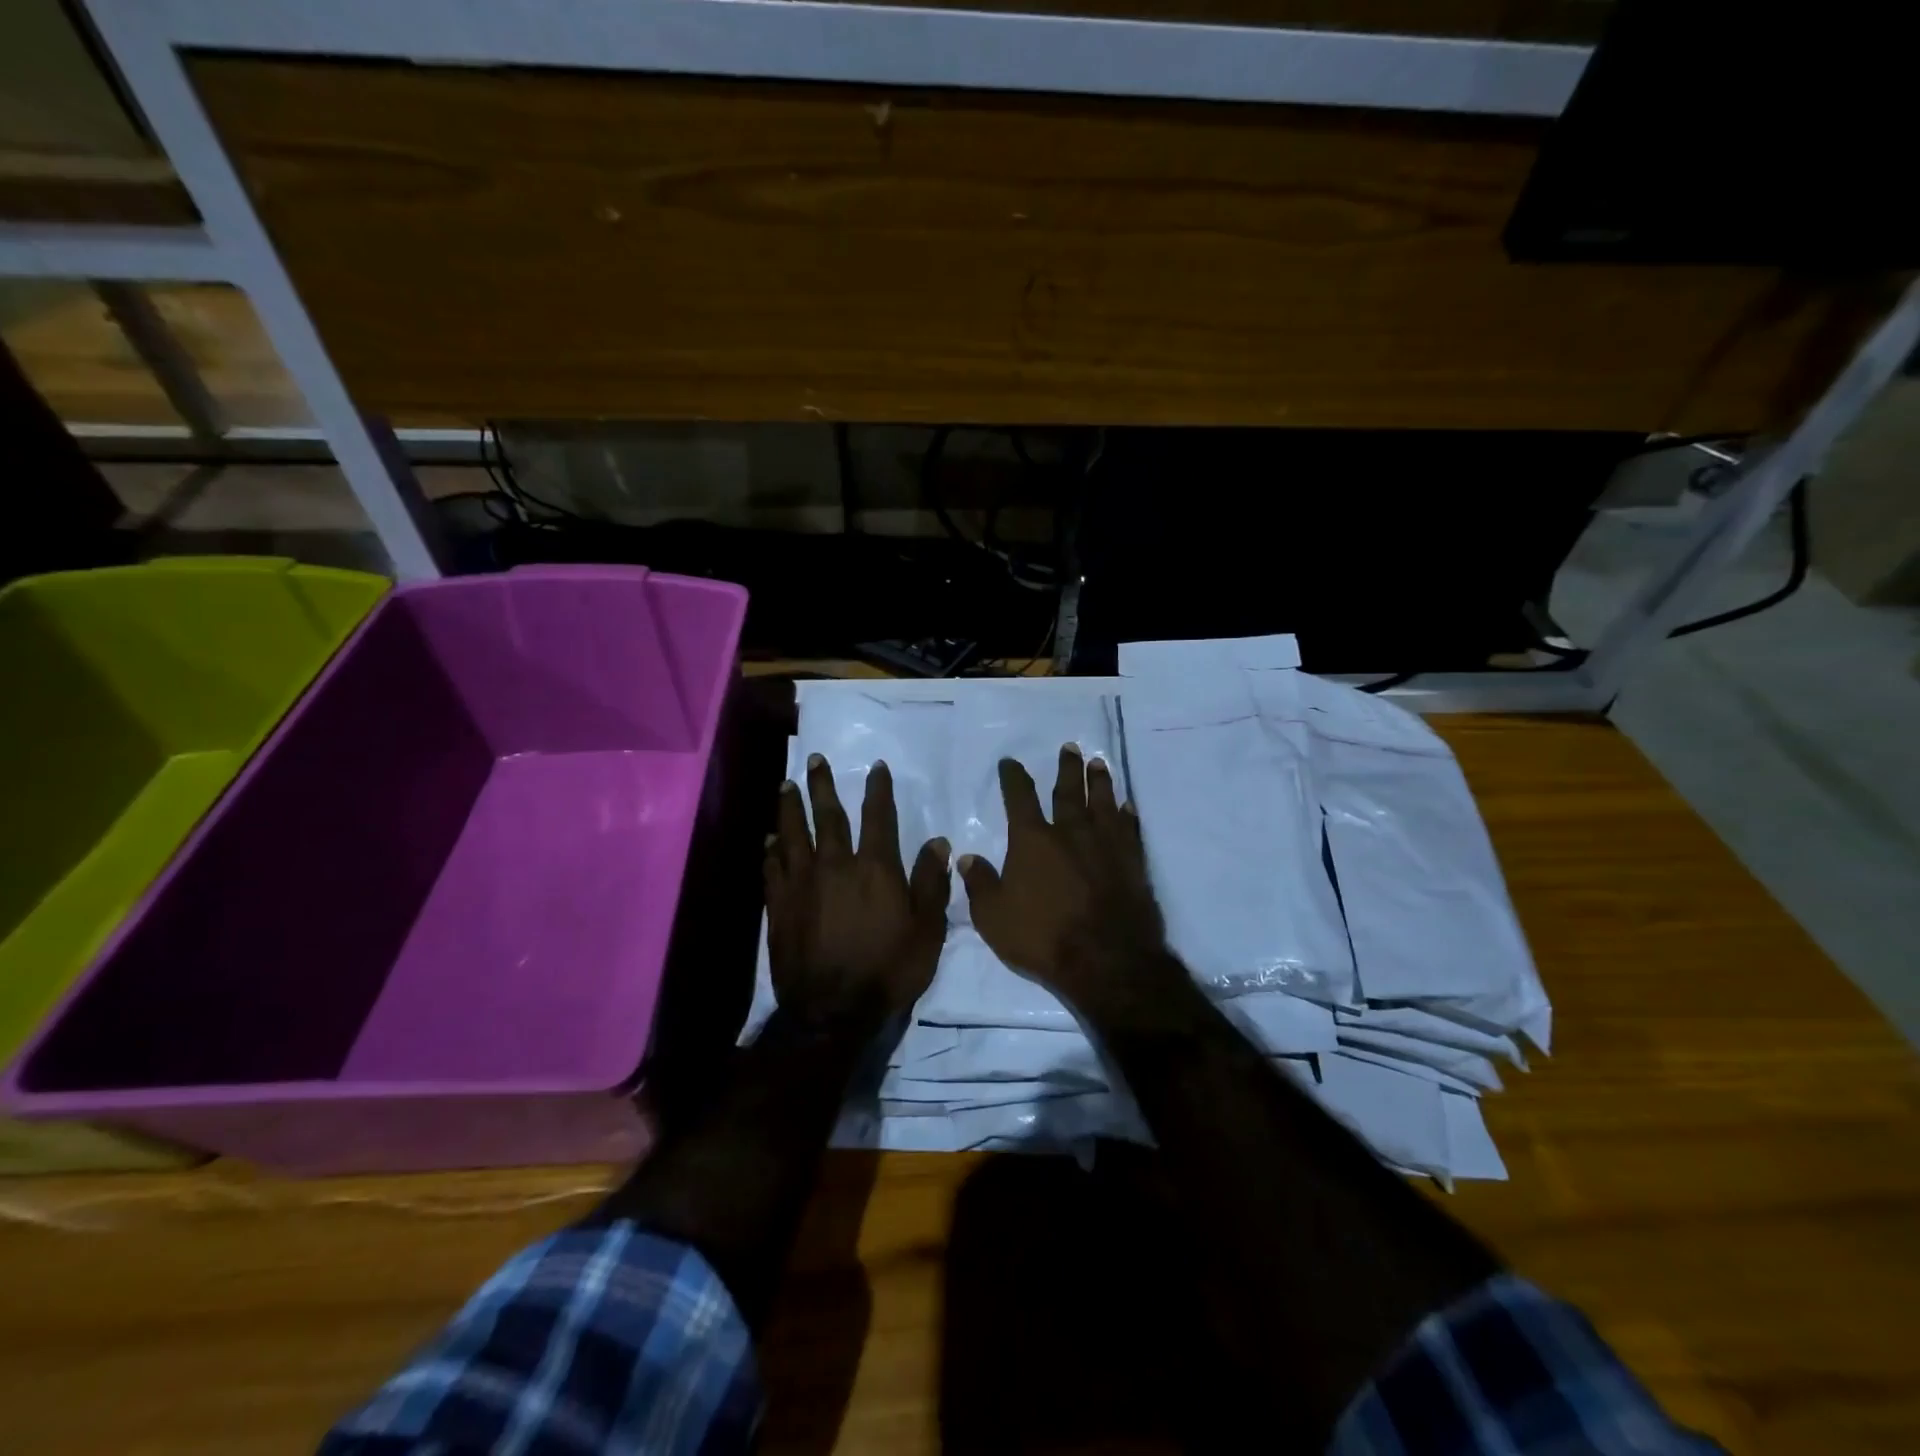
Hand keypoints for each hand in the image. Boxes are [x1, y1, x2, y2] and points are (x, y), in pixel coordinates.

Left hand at [765, 753, 951, 1028]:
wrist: (832, 1010)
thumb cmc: (888, 970)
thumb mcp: (926, 930)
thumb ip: (931, 883)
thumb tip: (938, 842)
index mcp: (875, 868)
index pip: (878, 816)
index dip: (878, 789)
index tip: (876, 766)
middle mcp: (836, 865)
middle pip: (828, 816)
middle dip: (823, 785)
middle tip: (816, 760)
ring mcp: (803, 884)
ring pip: (793, 835)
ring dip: (790, 808)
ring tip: (786, 787)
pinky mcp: (780, 905)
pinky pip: (773, 868)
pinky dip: (771, 850)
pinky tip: (768, 840)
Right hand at [959, 746, 1190, 1024]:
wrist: (1107, 960)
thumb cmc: (1042, 937)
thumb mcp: (993, 917)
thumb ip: (979, 884)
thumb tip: (965, 857)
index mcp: (1033, 840)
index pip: (1020, 798)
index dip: (1013, 777)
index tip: (1010, 762)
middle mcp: (1071, 832)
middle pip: (1068, 791)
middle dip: (1067, 768)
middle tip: (1070, 747)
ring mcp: (1106, 845)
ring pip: (1103, 803)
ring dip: (1100, 782)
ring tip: (1099, 763)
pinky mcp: (1133, 862)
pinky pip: (1130, 829)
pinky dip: (1127, 815)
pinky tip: (1127, 806)